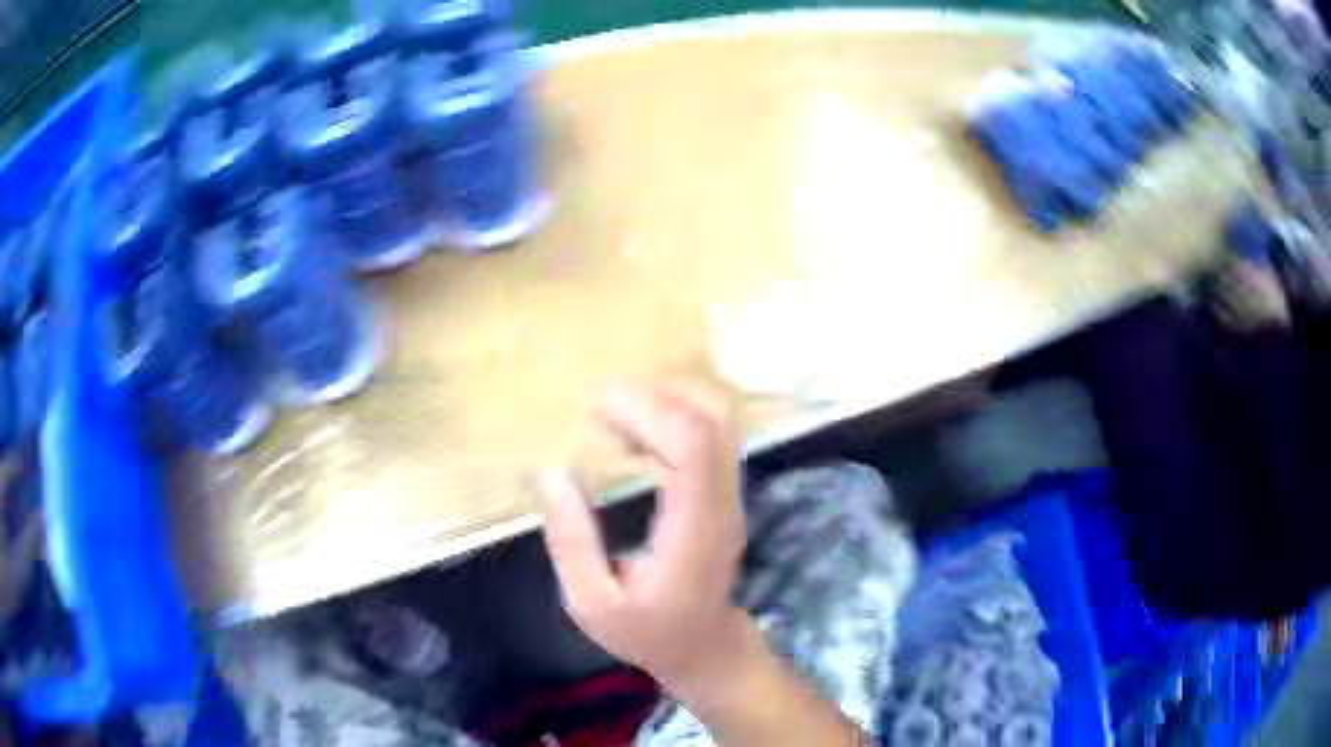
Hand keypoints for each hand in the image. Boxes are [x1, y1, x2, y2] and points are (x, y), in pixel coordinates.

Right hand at [540, 380, 748, 689]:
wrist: (705, 647)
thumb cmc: (647, 632)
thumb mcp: (591, 603)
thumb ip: (571, 542)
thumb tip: (553, 474)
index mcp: (693, 530)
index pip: (693, 446)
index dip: (650, 410)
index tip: (598, 405)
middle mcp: (722, 503)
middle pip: (710, 420)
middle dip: (654, 396)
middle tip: (599, 404)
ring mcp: (730, 495)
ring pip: (718, 420)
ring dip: (667, 400)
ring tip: (615, 411)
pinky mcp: (726, 492)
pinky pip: (710, 434)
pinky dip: (675, 415)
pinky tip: (637, 428)